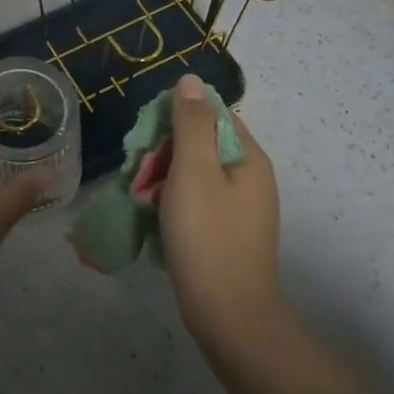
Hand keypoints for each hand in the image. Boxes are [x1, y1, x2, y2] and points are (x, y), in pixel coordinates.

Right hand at [159, 75, 287, 353]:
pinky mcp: (230, 232)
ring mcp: (243, 208)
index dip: (176, 120)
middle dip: (166, 153)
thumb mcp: (193, 172)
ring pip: (197, 175)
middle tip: (141, 175)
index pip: (212, 115)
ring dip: (166, 179)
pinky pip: (199, 201)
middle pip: (203, 145)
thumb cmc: (207, 236)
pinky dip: (176, 203)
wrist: (228, 313)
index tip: (148, 141)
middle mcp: (252, 178)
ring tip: (143, 198)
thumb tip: (191, 80)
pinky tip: (157, 218)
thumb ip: (191, 124)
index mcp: (249, 158)